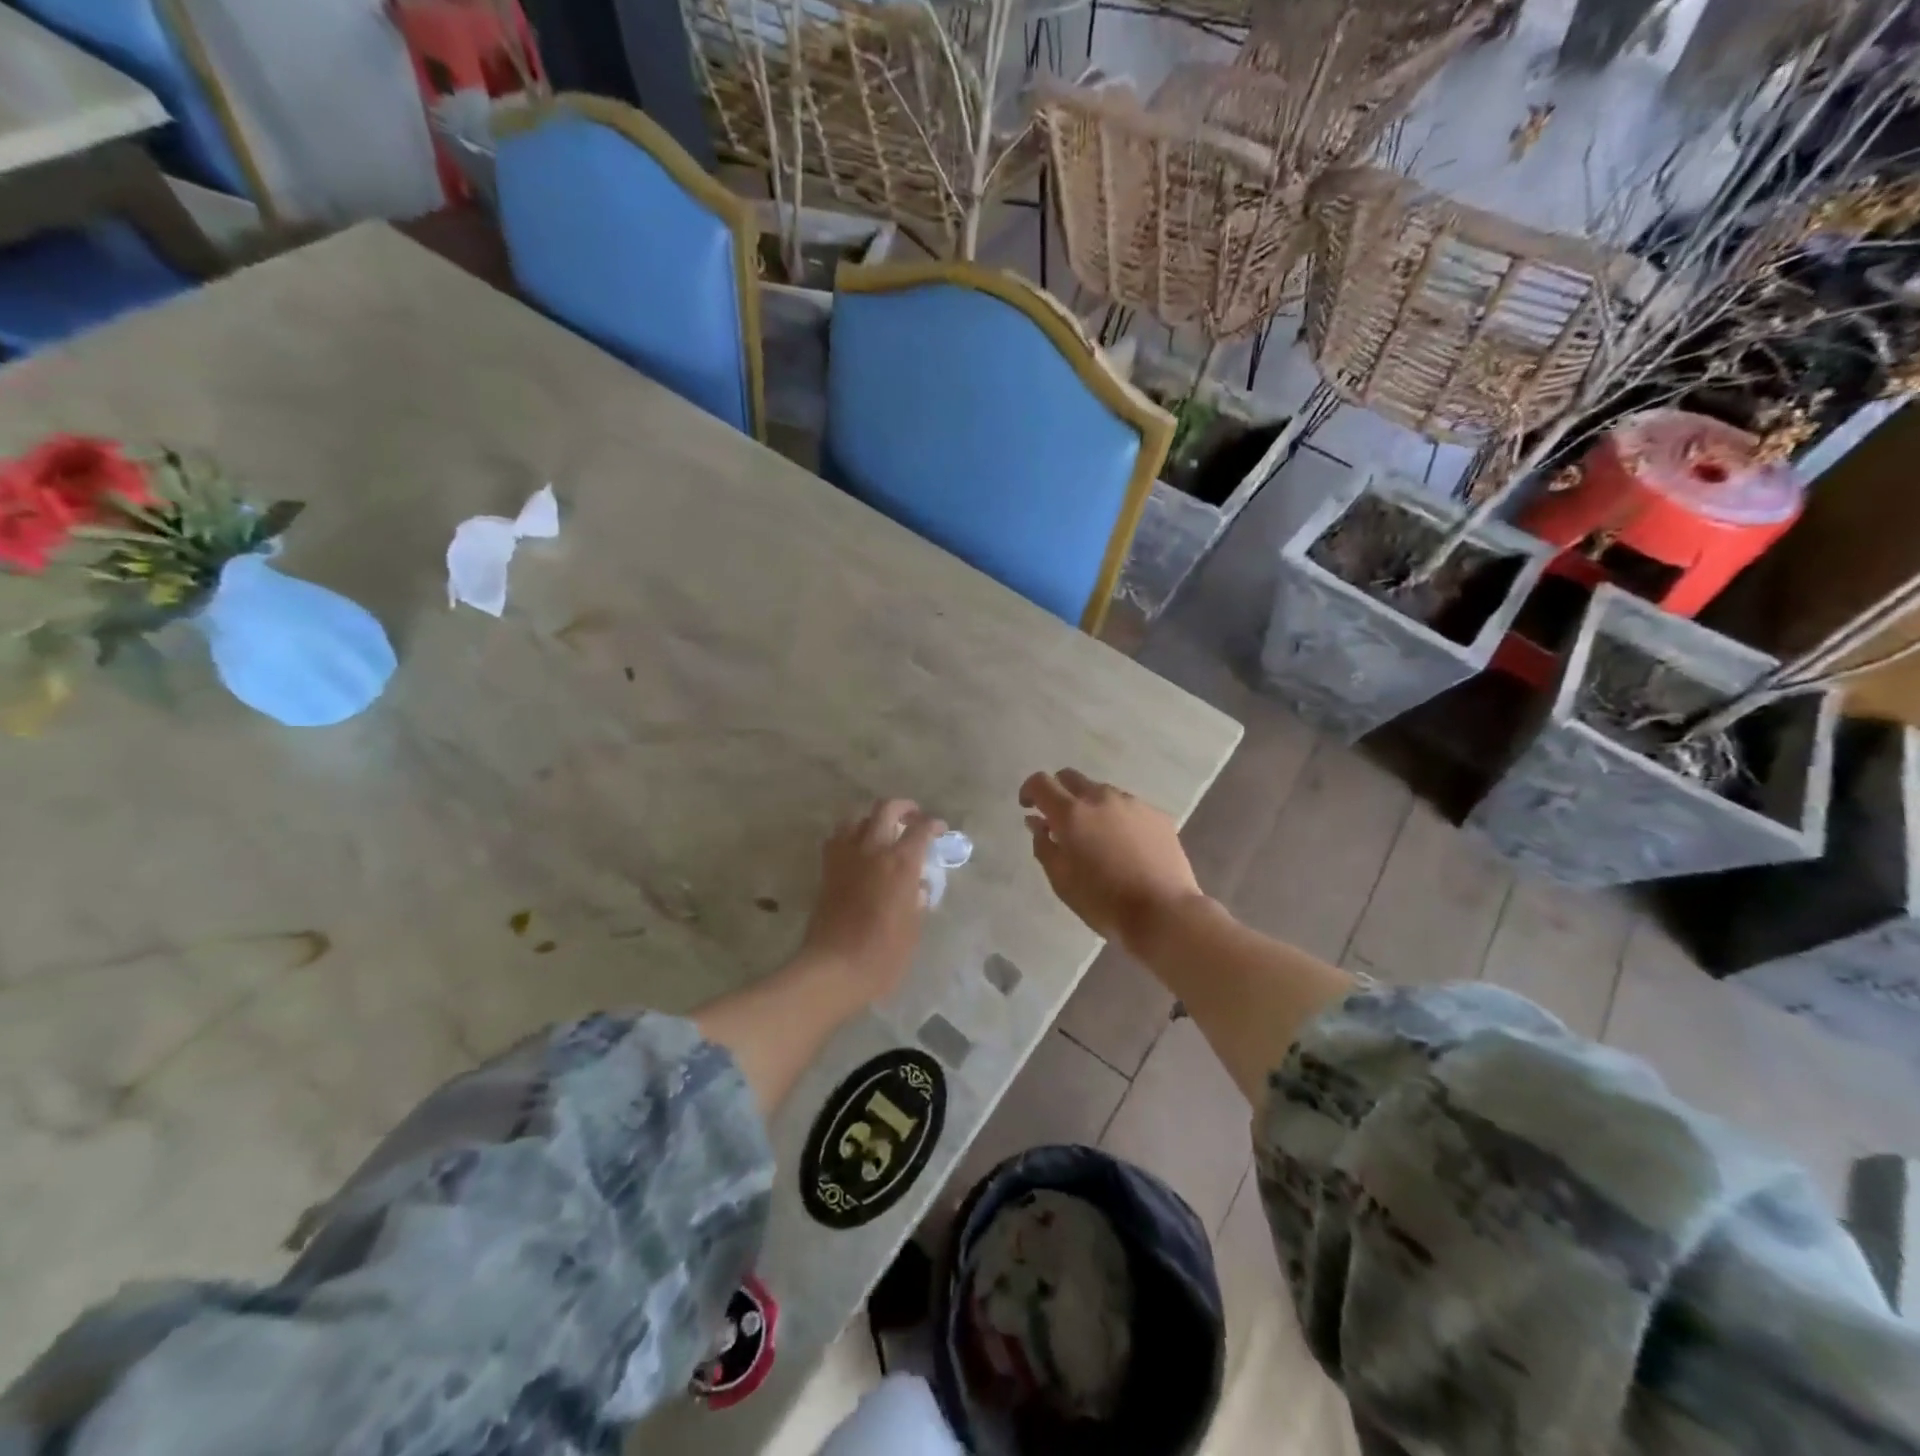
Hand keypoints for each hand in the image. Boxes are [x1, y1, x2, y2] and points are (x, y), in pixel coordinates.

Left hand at [799, 798, 944, 1001]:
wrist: (833, 968)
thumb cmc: (882, 954)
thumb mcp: (913, 928)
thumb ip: (917, 900)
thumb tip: (917, 886)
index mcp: (900, 863)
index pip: (920, 829)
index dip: (933, 824)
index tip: (939, 829)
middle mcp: (872, 850)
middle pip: (886, 809)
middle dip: (904, 808)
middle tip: (913, 818)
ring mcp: (845, 857)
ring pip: (857, 818)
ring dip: (872, 819)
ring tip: (882, 832)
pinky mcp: (827, 869)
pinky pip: (837, 838)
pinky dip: (849, 835)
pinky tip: (857, 850)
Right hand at [1020, 769, 1204, 951]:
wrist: (1163, 912)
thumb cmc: (1102, 901)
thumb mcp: (1061, 879)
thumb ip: (1044, 845)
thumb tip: (1037, 822)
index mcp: (1072, 813)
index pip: (1041, 783)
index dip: (1029, 791)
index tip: (1028, 808)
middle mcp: (1101, 798)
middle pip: (1071, 778)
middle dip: (1059, 792)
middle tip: (1059, 821)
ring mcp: (1132, 803)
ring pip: (1102, 792)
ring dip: (1090, 806)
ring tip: (1096, 837)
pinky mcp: (1157, 815)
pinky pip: (1128, 807)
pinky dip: (1117, 818)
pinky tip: (1124, 846)